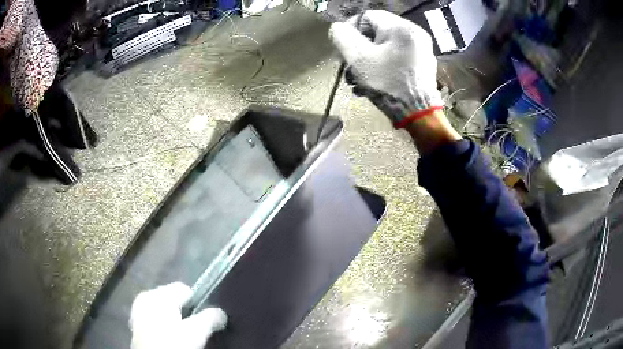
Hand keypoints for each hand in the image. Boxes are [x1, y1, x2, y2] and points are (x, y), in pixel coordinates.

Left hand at [129, 282, 226, 348]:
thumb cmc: (172, 343)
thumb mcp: (195, 332)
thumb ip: (209, 318)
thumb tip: (221, 313)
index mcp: (157, 294)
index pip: (184, 288)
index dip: (197, 304)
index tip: (203, 321)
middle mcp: (145, 297)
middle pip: (173, 299)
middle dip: (184, 313)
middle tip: (192, 330)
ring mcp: (138, 310)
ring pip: (163, 310)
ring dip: (174, 320)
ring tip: (180, 336)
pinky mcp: (136, 323)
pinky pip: (155, 319)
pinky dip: (163, 326)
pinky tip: (168, 338)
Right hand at [329, 10, 442, 127]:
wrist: (418, 114)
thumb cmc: (388, 83)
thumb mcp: (358, 58)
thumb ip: (342, 37)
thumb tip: (339, 28)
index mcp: (401, 28)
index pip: (367, 16)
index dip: (350, 30)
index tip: (344, 50)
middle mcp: (414, 34)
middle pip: (376, 32)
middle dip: (358, 50)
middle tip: (348, 67)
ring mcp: (421, 50)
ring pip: (385, 47)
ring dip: (367, 61)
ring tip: (358, 80)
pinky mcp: (422, 64)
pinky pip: (396, 57)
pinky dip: (383, 66)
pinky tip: (373, 82)